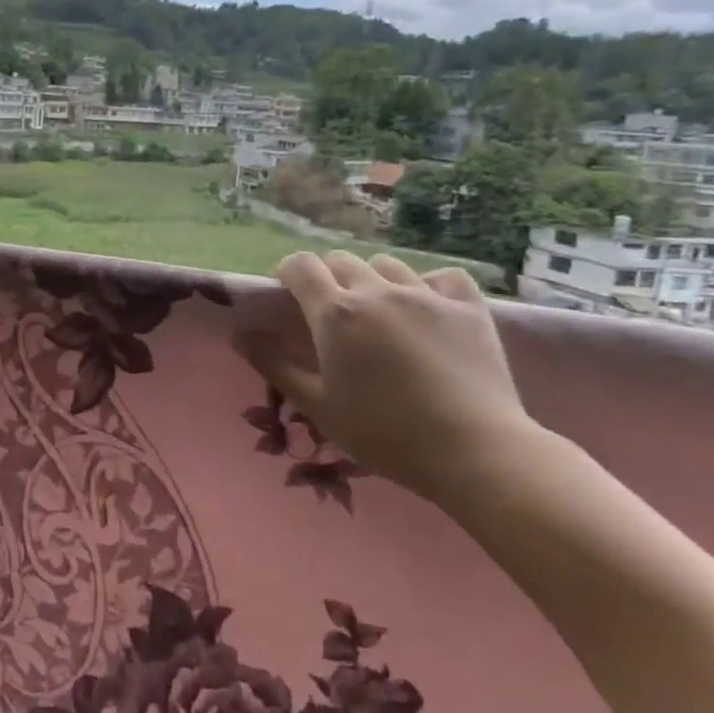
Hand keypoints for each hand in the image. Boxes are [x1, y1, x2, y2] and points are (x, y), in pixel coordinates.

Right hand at [232, 251, 534, 504]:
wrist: (474, 452)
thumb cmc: (383, 432)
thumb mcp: (316, 404)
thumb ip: (274, 364)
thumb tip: (239, 333)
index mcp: (335, 312)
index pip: (300, 266)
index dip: (288, 274)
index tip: (287, 295)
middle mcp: (377, 290)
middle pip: (340, 260)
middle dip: (328, 278)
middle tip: (331, 313)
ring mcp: (426, 295)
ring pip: (387, 264)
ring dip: (373, 279)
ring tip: (378, 311)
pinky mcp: (468, 307)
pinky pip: (442, 276)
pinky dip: (428, 284)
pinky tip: (427, 307)